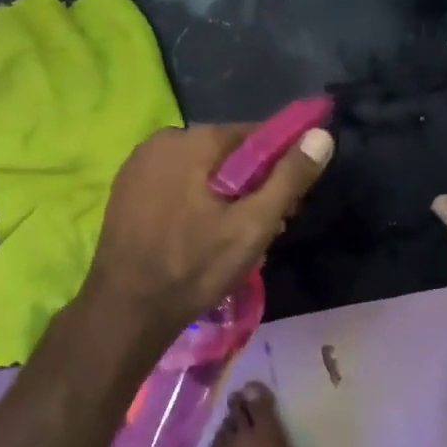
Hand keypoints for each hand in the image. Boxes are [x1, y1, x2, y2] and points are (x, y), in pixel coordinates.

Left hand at [77, 122, 333, 367]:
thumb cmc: (193, 267)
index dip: (279, 166)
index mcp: (192, 140)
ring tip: (236, 243)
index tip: (289, 204)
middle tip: (266, 230)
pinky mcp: (126, 191)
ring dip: (224, 199)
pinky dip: (195, 204)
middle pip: (226, 155)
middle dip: (251, 187)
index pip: (253, 136)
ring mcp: (138, 166)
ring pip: (200, 173)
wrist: (125, 311)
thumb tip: (321, 135)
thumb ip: (289, 178)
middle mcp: (162, 141)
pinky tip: (201, 239)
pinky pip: (175, 186)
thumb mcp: (252, 226)